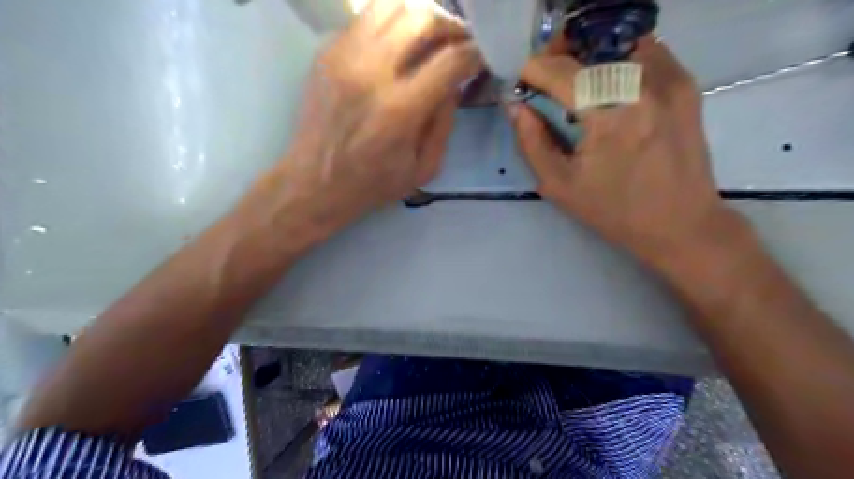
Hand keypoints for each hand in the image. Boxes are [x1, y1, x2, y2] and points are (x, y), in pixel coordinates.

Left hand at [277, 0, 482, 239]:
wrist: (314, 183)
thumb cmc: (372, 184)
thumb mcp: (422, 168)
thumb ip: (445, 123)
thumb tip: (454, 83)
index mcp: (399, 110)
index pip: (450, 60)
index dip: (475, 53)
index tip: (483, 57)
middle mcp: (371, 73)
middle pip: (422, 18)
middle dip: (451, 25)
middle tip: (459, 42)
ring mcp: (344, 56)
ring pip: (390, 5)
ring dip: (419, 16)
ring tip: (430, 37)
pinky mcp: (326, 53)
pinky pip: (365, 18)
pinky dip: (390, 24)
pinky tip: (397, 47)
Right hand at [507, 34, 742, 269]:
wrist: (680, 223)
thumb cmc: (613, 211)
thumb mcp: (558, 185)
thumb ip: (531, 142)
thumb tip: (515, 106)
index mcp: (608, 116)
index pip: (560, 71)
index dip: (534, 69)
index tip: (522, 81)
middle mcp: (643, 87)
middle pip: (590, 47)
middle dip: (560, 57)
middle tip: (546, 81)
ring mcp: (670, 81)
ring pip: (618, 44)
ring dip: (590, 57)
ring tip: (578, 84)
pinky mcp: (686, 85)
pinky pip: (646, 53)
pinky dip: (620, 61)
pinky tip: (610, 89)